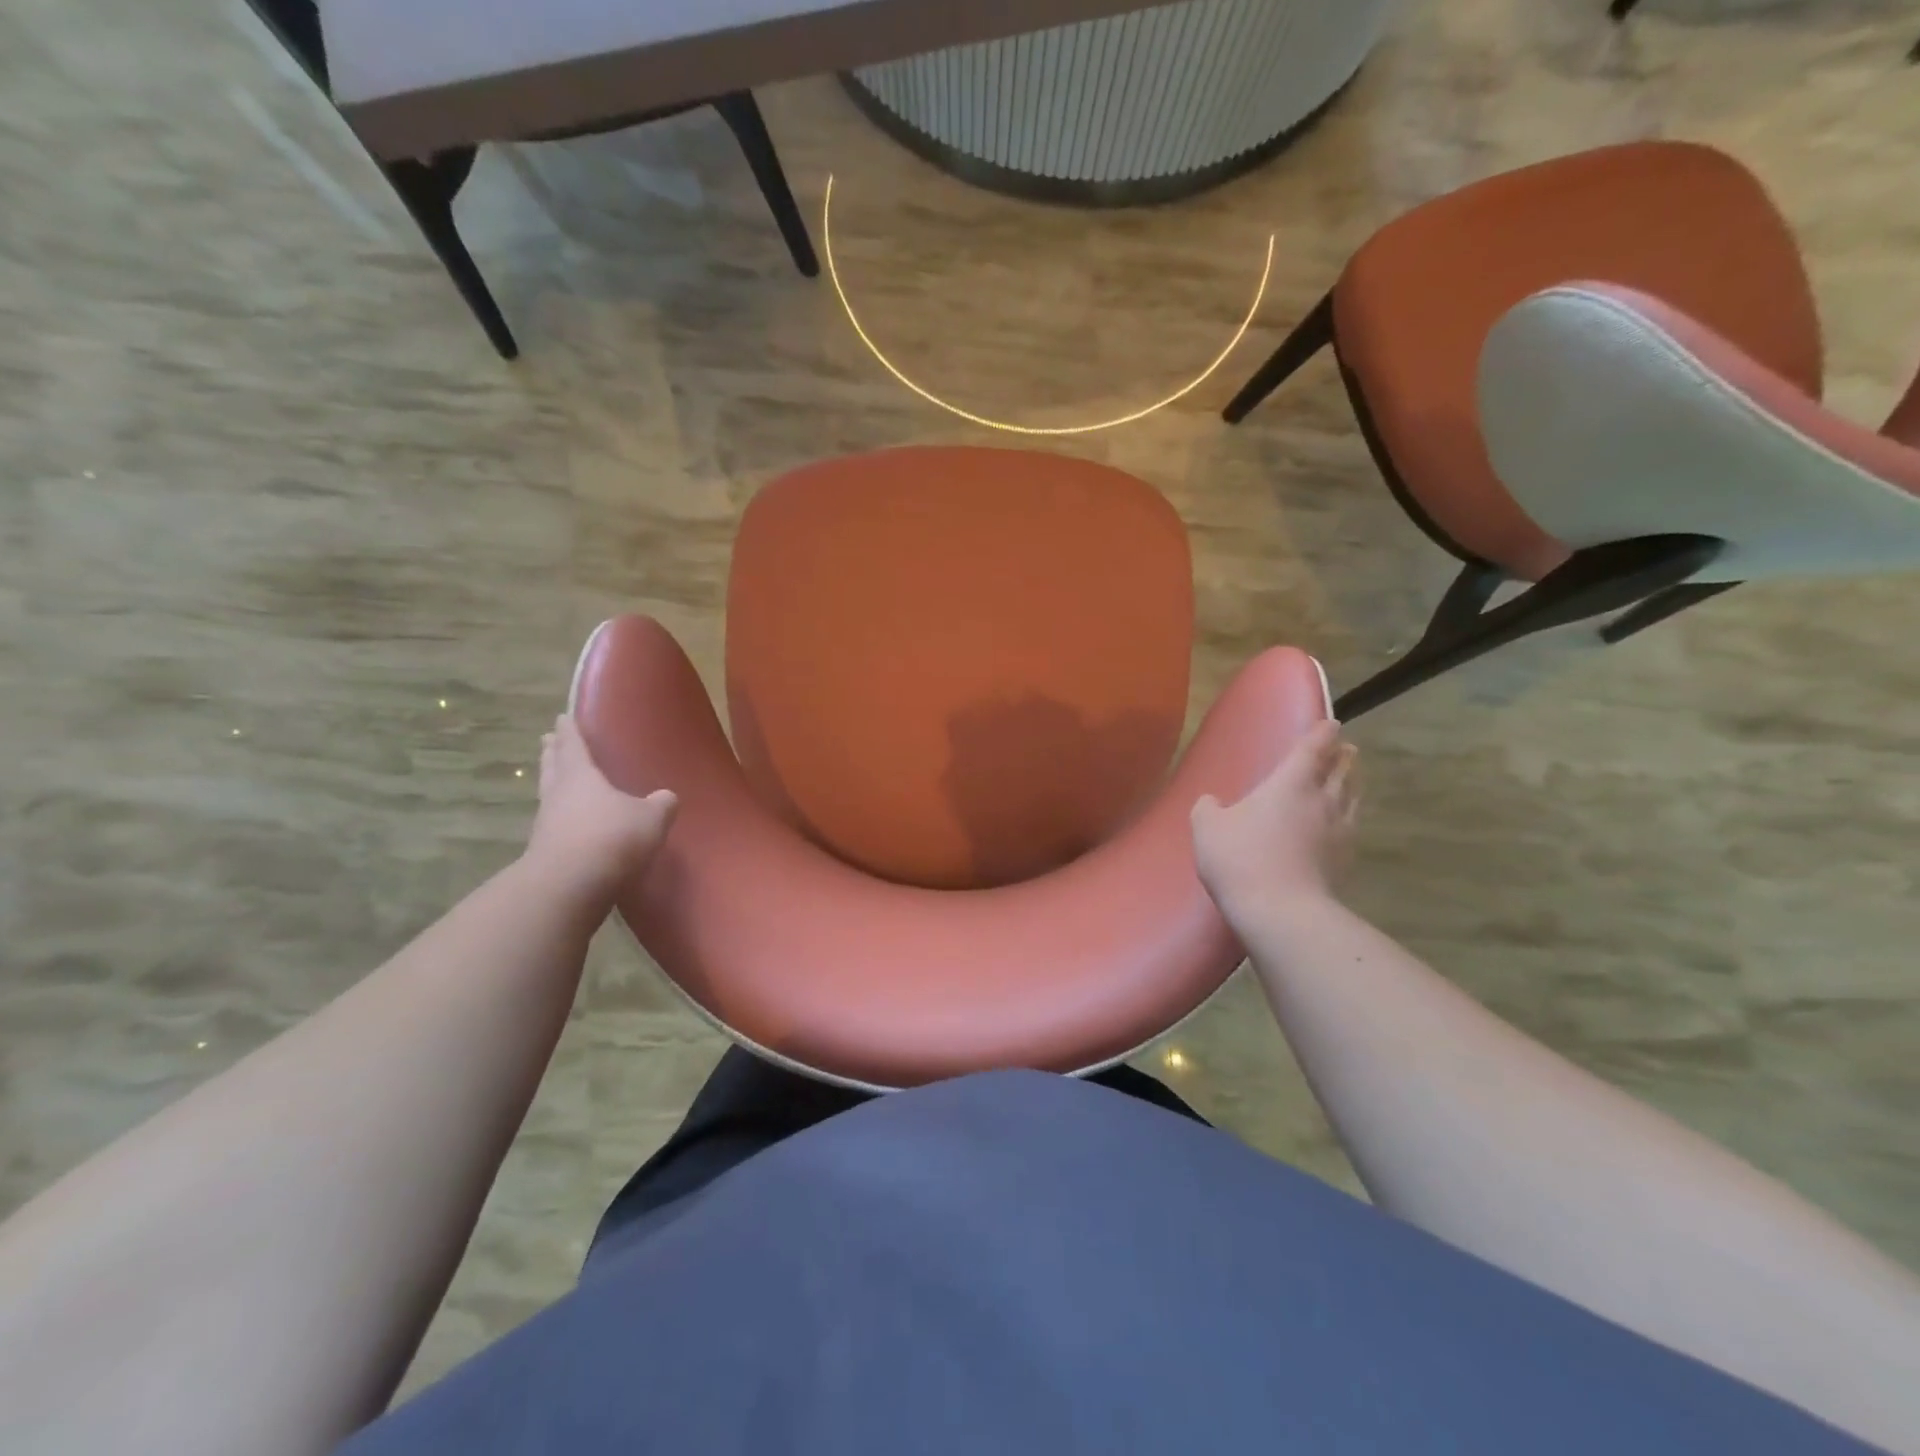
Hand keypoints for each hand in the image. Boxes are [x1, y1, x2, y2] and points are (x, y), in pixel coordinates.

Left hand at [525, 715, 677, 894]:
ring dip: (551, 783)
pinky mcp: (545, 852)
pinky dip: (561, 817)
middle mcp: (558, 795)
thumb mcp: (651, 818)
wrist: (570, 886)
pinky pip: (554, 824)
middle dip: (553, 752)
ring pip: (549, 794)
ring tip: (557, 777)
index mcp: (581, 776)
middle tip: (549, 740)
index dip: (570, 731)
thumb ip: (661, 804)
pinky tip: (572, 823)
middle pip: (553, 767)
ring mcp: (547, 825)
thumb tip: (666, 797)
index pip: (573, 745)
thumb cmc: (611, 838)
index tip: (562, 717)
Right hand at [1191, 720, 1357, 927]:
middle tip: (1345, 750)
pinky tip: (1341, 825)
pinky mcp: (1345, 861)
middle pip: (1343, 770)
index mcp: (1291, 782)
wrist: (1280, 911)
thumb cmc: (1240, 858)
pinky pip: (1351, 828)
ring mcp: (1339, 831)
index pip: (1313, 747)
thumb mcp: (1207, 828)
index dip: (1322, 733)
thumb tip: (1212, 802)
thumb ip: (1208, 809)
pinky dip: (1349, 818)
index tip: (1331, 723)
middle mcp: (1322, 800)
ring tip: (1350, 780)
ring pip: (1353, 798)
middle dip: (1344, 757)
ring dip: (1353, 784)